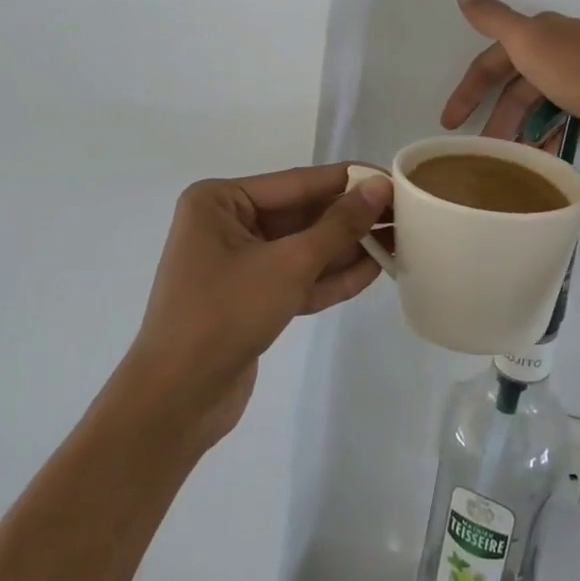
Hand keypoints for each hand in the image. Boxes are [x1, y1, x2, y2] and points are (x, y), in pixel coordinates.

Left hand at [127, 164, 391, 448]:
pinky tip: (373, 271)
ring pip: (302, 247)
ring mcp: (237, 264)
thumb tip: (380, 186)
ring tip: (399, 241)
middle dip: (351, 219)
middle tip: (405, 214)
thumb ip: (338, 225)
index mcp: (221, 201)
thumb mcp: (289, 264)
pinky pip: (295, 277)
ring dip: (347, 249)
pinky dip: (330, 276)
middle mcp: (226, 224)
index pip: (298, 182)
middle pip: (302, 214)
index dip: (349, 180)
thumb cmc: (225, 314)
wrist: (175, 402)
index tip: (394, 178)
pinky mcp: (249, 299)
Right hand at [441, 0, 579, 146]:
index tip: (450, 124)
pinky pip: (567, 117)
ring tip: (512, 160)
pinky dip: (551, 134)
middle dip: (497, 117)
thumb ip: (494, 18)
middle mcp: (561, 47)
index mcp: (541, 33)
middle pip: (516, 86)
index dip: (468, 90)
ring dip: (523, 129)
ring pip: (541, 104)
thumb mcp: (530, 42)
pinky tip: (545, 156)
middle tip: (482, 152)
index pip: (491, 61)